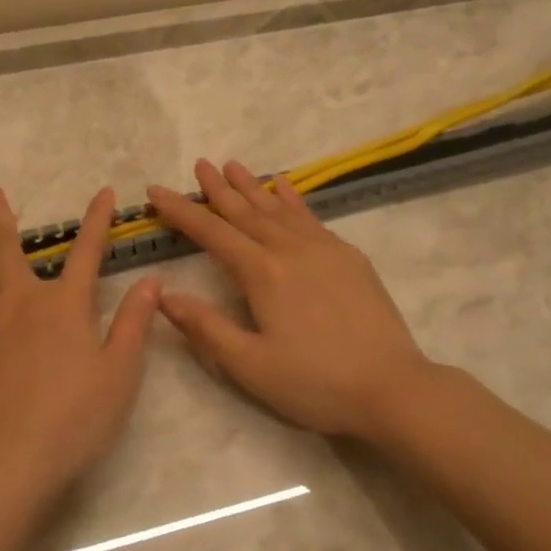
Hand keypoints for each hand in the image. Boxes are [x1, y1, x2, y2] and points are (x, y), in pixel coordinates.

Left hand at [0, 183, 160, 500]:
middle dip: (0, 213)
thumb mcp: (120, 375)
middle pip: (8, 246)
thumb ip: (135, 324)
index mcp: (64, 305)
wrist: (7, 460)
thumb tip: (152, 281)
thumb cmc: (72, 421)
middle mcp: (19, 299)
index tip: (105, 192)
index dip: (98, 221)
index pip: (88, 252)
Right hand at [148, 159, 434, 439]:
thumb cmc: (316, 382)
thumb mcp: (251, 366)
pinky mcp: (348, 256)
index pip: (212, 233)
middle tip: (199, 164)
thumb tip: (164, 295)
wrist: (393, 387)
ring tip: (233, 165)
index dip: (181, 211)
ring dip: (252, 186)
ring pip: (277, 208)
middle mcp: (289, 249)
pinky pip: (310, 216)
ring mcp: (323, 248)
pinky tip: (284, 188)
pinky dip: (292, 198)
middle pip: (245, 211)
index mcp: (262, 273)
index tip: (156, 191)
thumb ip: (206, 328)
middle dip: (217, 188)